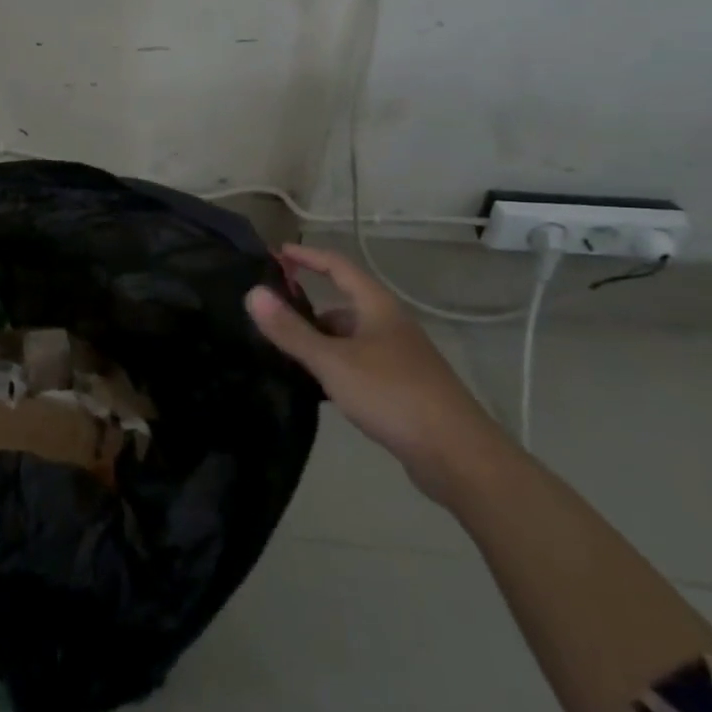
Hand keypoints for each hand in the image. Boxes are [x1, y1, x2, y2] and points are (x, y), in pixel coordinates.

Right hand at [245, 245, 509, 503]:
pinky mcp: (401, 389)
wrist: (459, 457)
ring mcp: (398, 359)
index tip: (275, 254)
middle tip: (269, 317)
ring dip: (318, 341)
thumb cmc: (393, 395)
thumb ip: (291, 330)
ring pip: (349, 339)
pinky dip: (333, 368)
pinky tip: (314, 387)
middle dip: (306, 308)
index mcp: (378, 308)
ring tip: (282, 354)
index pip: (338, 266)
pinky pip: (357, 365)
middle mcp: (390, 326)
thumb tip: (252, 293)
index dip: (307, 257)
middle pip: (342, 304)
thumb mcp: (333, 361)